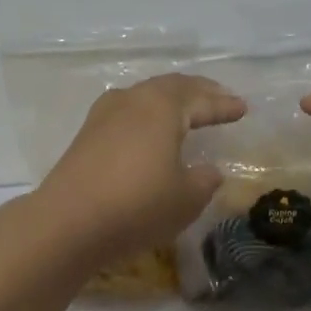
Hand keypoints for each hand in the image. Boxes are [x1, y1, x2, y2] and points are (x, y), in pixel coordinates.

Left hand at [35, 73, 246, 263]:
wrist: (67, 223)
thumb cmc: (137, 205)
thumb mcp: (187, 199)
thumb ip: (204, 180)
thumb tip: (208, 171)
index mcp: (163, 106)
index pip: (202, 101)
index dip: (224, 106)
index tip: (243, 108)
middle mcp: (133, 100)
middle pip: (172, 87)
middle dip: (199, 92)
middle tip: (220, 97)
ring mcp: (104, 115)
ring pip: (146, 96)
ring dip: (171, 100)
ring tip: (187, 109)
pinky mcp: (87, 134)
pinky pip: (128, 112)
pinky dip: (149, 114)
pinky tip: (150, 128)